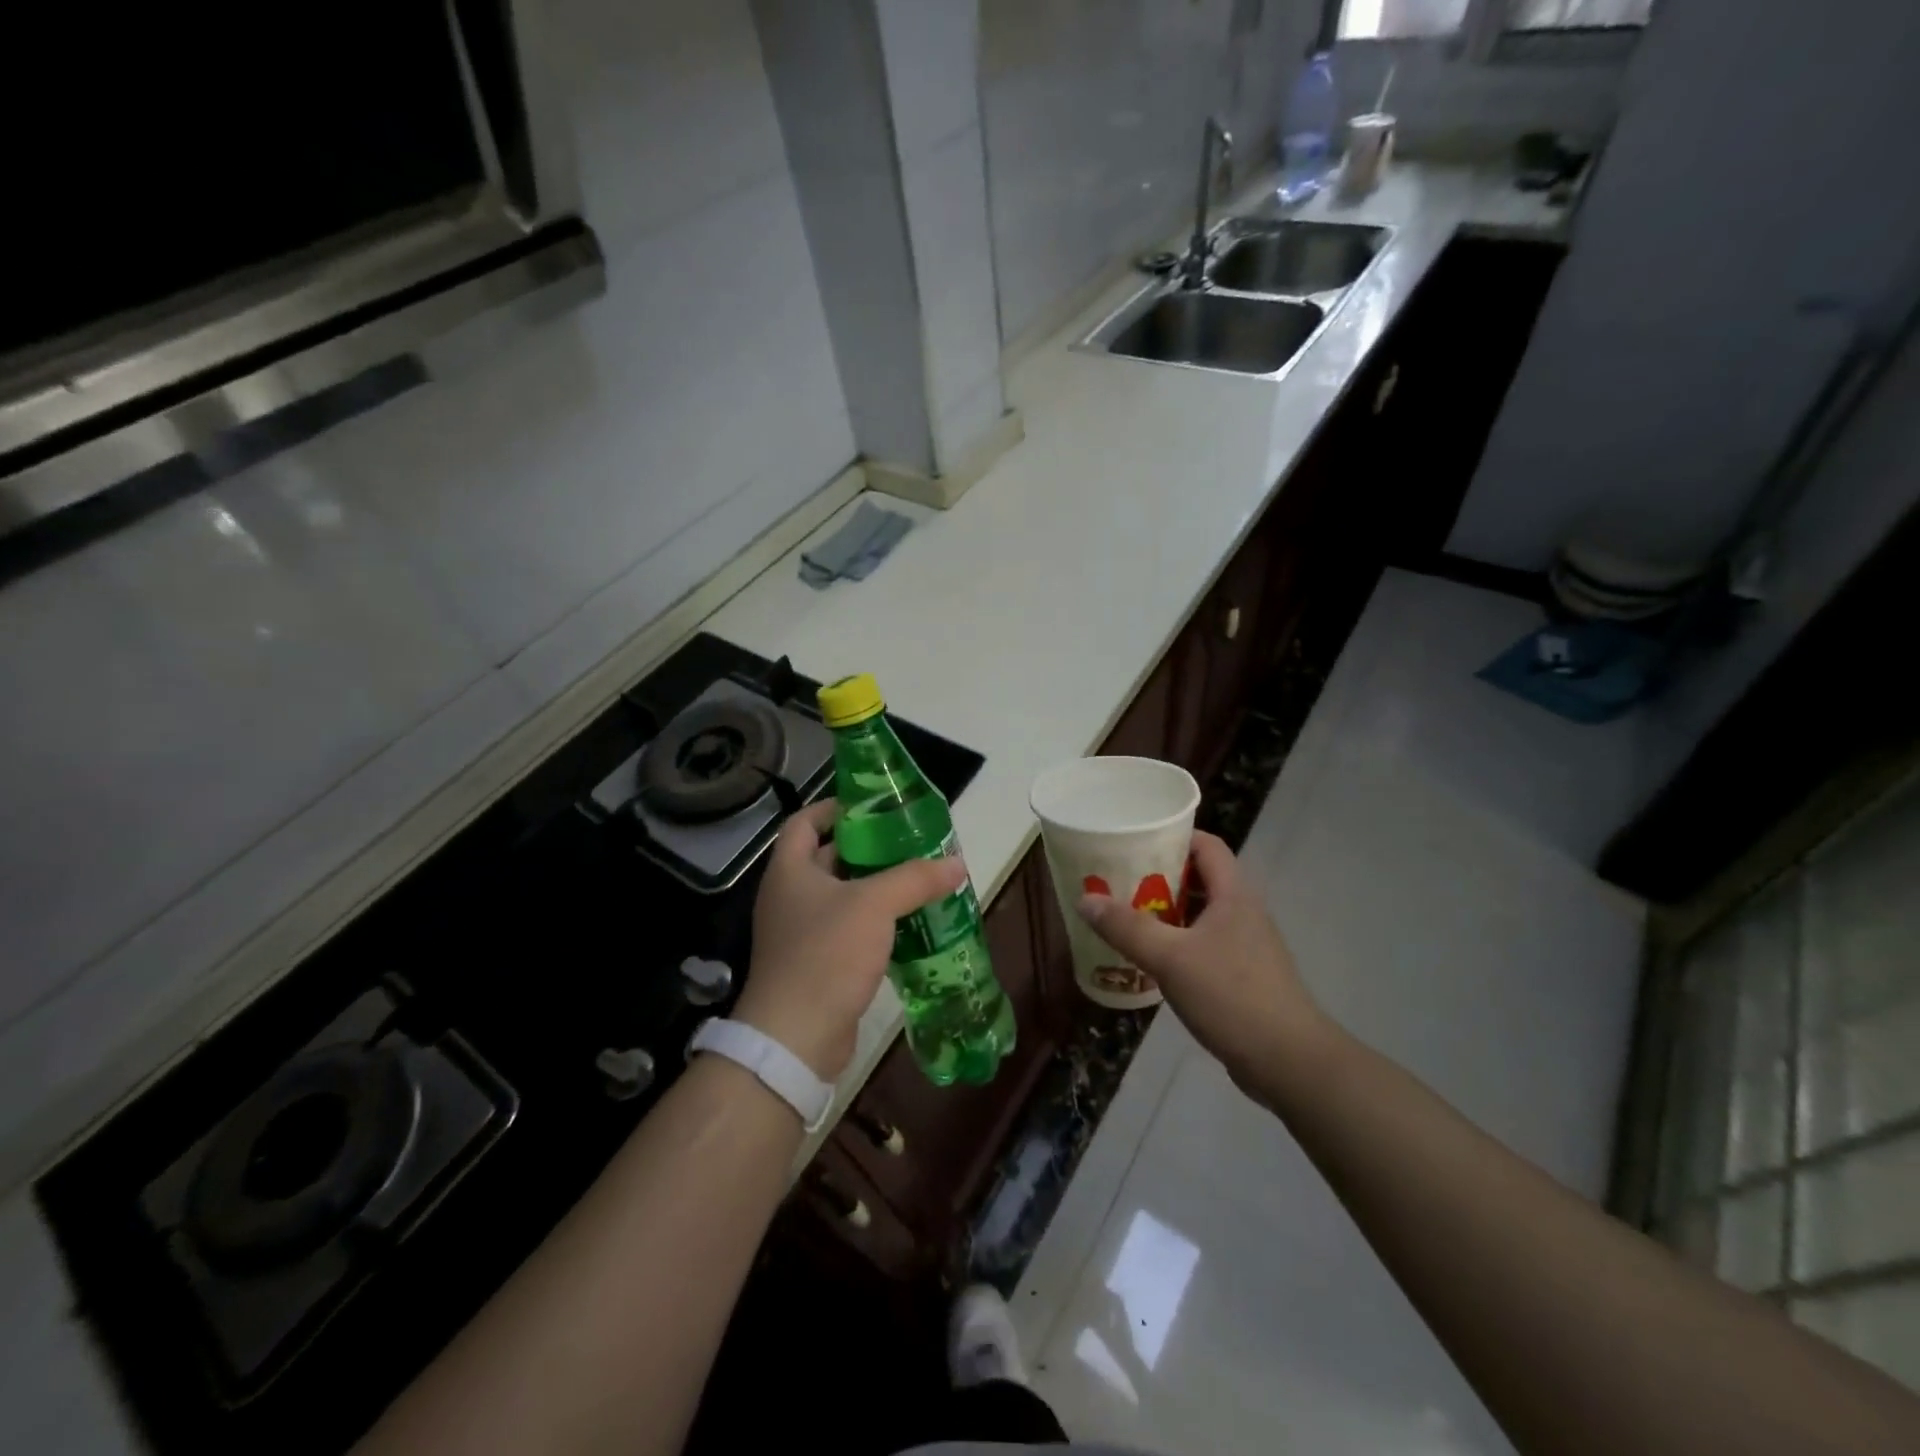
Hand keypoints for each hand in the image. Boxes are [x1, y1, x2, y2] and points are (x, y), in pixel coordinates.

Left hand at [737, 800, 965, 1081]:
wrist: (796, 1038)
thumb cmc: (826, 954)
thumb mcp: (874, 905)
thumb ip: (915, 879)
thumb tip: (957, 862)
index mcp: (790, 870)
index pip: (805, 822)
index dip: (835, 808)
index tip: (873, 806)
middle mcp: (789, 896)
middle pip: (829, 857)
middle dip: (868, 849)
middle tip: (911, 843)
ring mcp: (801, 933)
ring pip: (843, 897)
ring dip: (876, 888)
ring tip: (919, 879)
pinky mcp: (817, 964)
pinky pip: (849, 931)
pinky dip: (876, 923)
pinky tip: (910, 924)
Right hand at [1077, 831, 1327, 1092]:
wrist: (1289, 1062)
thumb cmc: (1231, 996)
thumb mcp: (1170, 958)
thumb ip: (1127, 928)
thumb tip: (1085, 899)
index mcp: (1234, 895)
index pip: (1207, 845)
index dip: (1174, 836)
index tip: (1136, 841)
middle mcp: (1243, 912)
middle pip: (1200, 878)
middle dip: (1159, 876)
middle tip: (1119, 880)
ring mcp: (1246, 946)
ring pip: (1201, 915)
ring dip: (1166, 913)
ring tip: (1126, 917)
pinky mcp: (1243, 977)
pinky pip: (1204, 945)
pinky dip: (1177, 943)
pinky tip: (1151, 960)